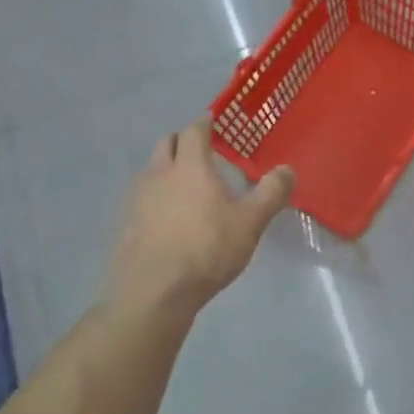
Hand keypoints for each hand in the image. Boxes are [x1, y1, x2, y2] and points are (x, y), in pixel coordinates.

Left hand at [111, 119, 294, 317]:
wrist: (153, 292)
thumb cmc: (206, 249)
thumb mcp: (251, 222)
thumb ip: (271, 193)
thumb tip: (287, 169)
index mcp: (189, 166)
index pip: (193, 132)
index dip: (204, 124)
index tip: (212, 121)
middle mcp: (159, 174)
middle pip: (165, 144)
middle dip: (181, 142)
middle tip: (200, 151)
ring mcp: (137, 200)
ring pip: (150, 171)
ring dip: (165, 169)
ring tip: (185, 185)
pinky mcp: (126, 225)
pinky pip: (141, 199)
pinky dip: (155, 197)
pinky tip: (168, 218)